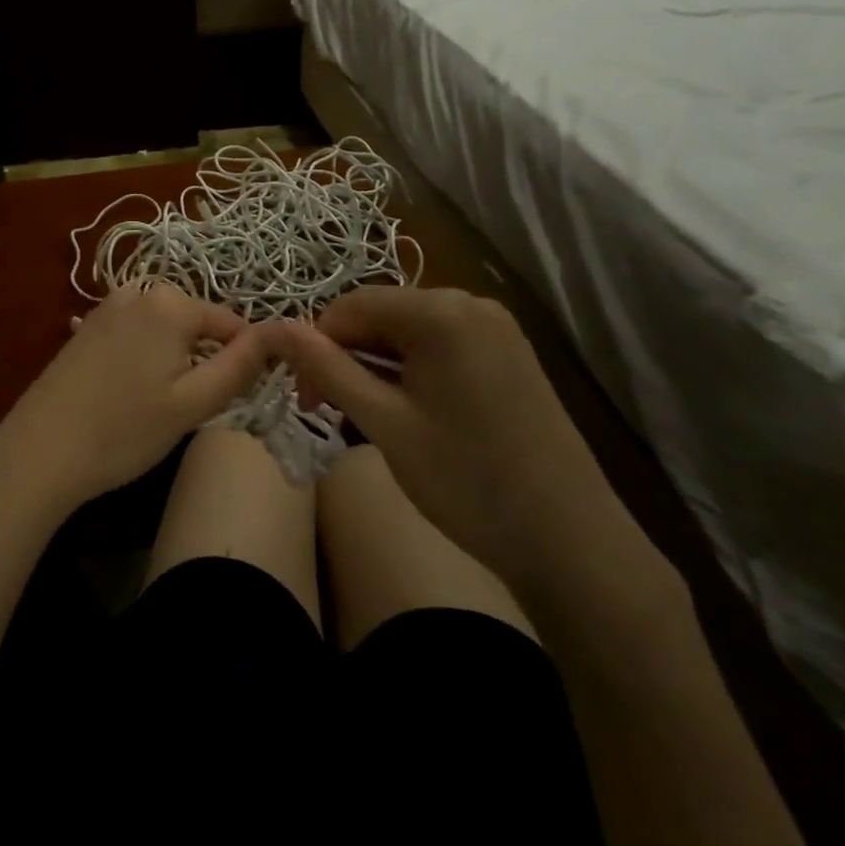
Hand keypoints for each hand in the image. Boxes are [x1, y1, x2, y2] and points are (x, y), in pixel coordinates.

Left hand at [0, 284, 267, 518]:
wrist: (39, 450)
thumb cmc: (124, 430)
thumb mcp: (193, 403)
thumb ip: (239, 365)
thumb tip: (275, 335)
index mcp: (169, 302)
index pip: (230, 322)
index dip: (243, 360)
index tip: (237, 398)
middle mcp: (137, 291)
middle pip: (195, 323)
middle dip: (204, 359)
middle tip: (193, 408)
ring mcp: (105, 308)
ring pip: (163, 331)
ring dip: (174, 361)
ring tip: (160, 407)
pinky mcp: (84, 329)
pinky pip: (134, 336)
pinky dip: (144, 360)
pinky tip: (129, 396)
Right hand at [263, 287, 664, 605]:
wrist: (571, 541)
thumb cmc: (467, 480)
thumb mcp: (383, 423)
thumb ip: (326, 368)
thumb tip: (272, 327)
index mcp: (441, 311)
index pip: (350, 307)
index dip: (316, 346)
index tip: (304, 398)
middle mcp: (470, 304)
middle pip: (380, 316)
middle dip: (347, 357)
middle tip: (329, 411)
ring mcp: (495, 328)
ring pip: (407, 332)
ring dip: (376, 366)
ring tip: (368, 417)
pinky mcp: (508, 353)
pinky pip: (439, 345)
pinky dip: (410, 371)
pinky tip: (409, 411)